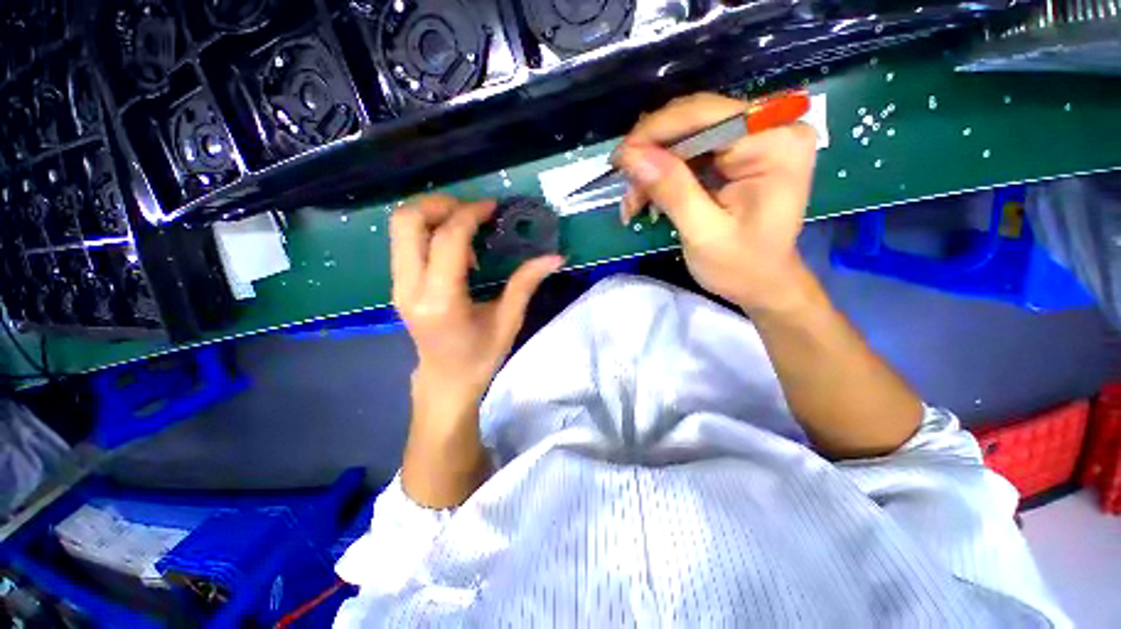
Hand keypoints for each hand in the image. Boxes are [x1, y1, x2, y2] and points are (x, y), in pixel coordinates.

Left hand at [391, 195, 563, 407]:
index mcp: (441, 301)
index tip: (493, 208)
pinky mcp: (398, 284)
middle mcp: (410, 288)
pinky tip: (456, 246)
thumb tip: (555, 256)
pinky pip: (405, 242)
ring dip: (434, 215)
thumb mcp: (508, 321)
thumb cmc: (480, 357)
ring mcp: (397, 285)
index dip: (470, 214)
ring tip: (467, 227)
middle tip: (473, 211)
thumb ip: (526, 283)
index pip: (448, 240)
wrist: (445, 380)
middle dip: (441, 204)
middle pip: (407, 221)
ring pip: (400, 227)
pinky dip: (429, 230)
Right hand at [614, 92, 817, 313]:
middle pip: (693, 121)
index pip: (706, 115)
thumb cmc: (741, 266)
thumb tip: (632, 155)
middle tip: (625, 188)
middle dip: (652, 155)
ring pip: (685, 136)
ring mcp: (754, 138)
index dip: (655, 132)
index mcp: (775, 143)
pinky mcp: (739, 152)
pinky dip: (663, 175)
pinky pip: (690, 152)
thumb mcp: (703, 233)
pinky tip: (648, 199)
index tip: (619, 159)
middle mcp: (770, 128)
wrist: (762, 283)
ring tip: (634, 204)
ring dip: (653, 169)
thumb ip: (672, 190)